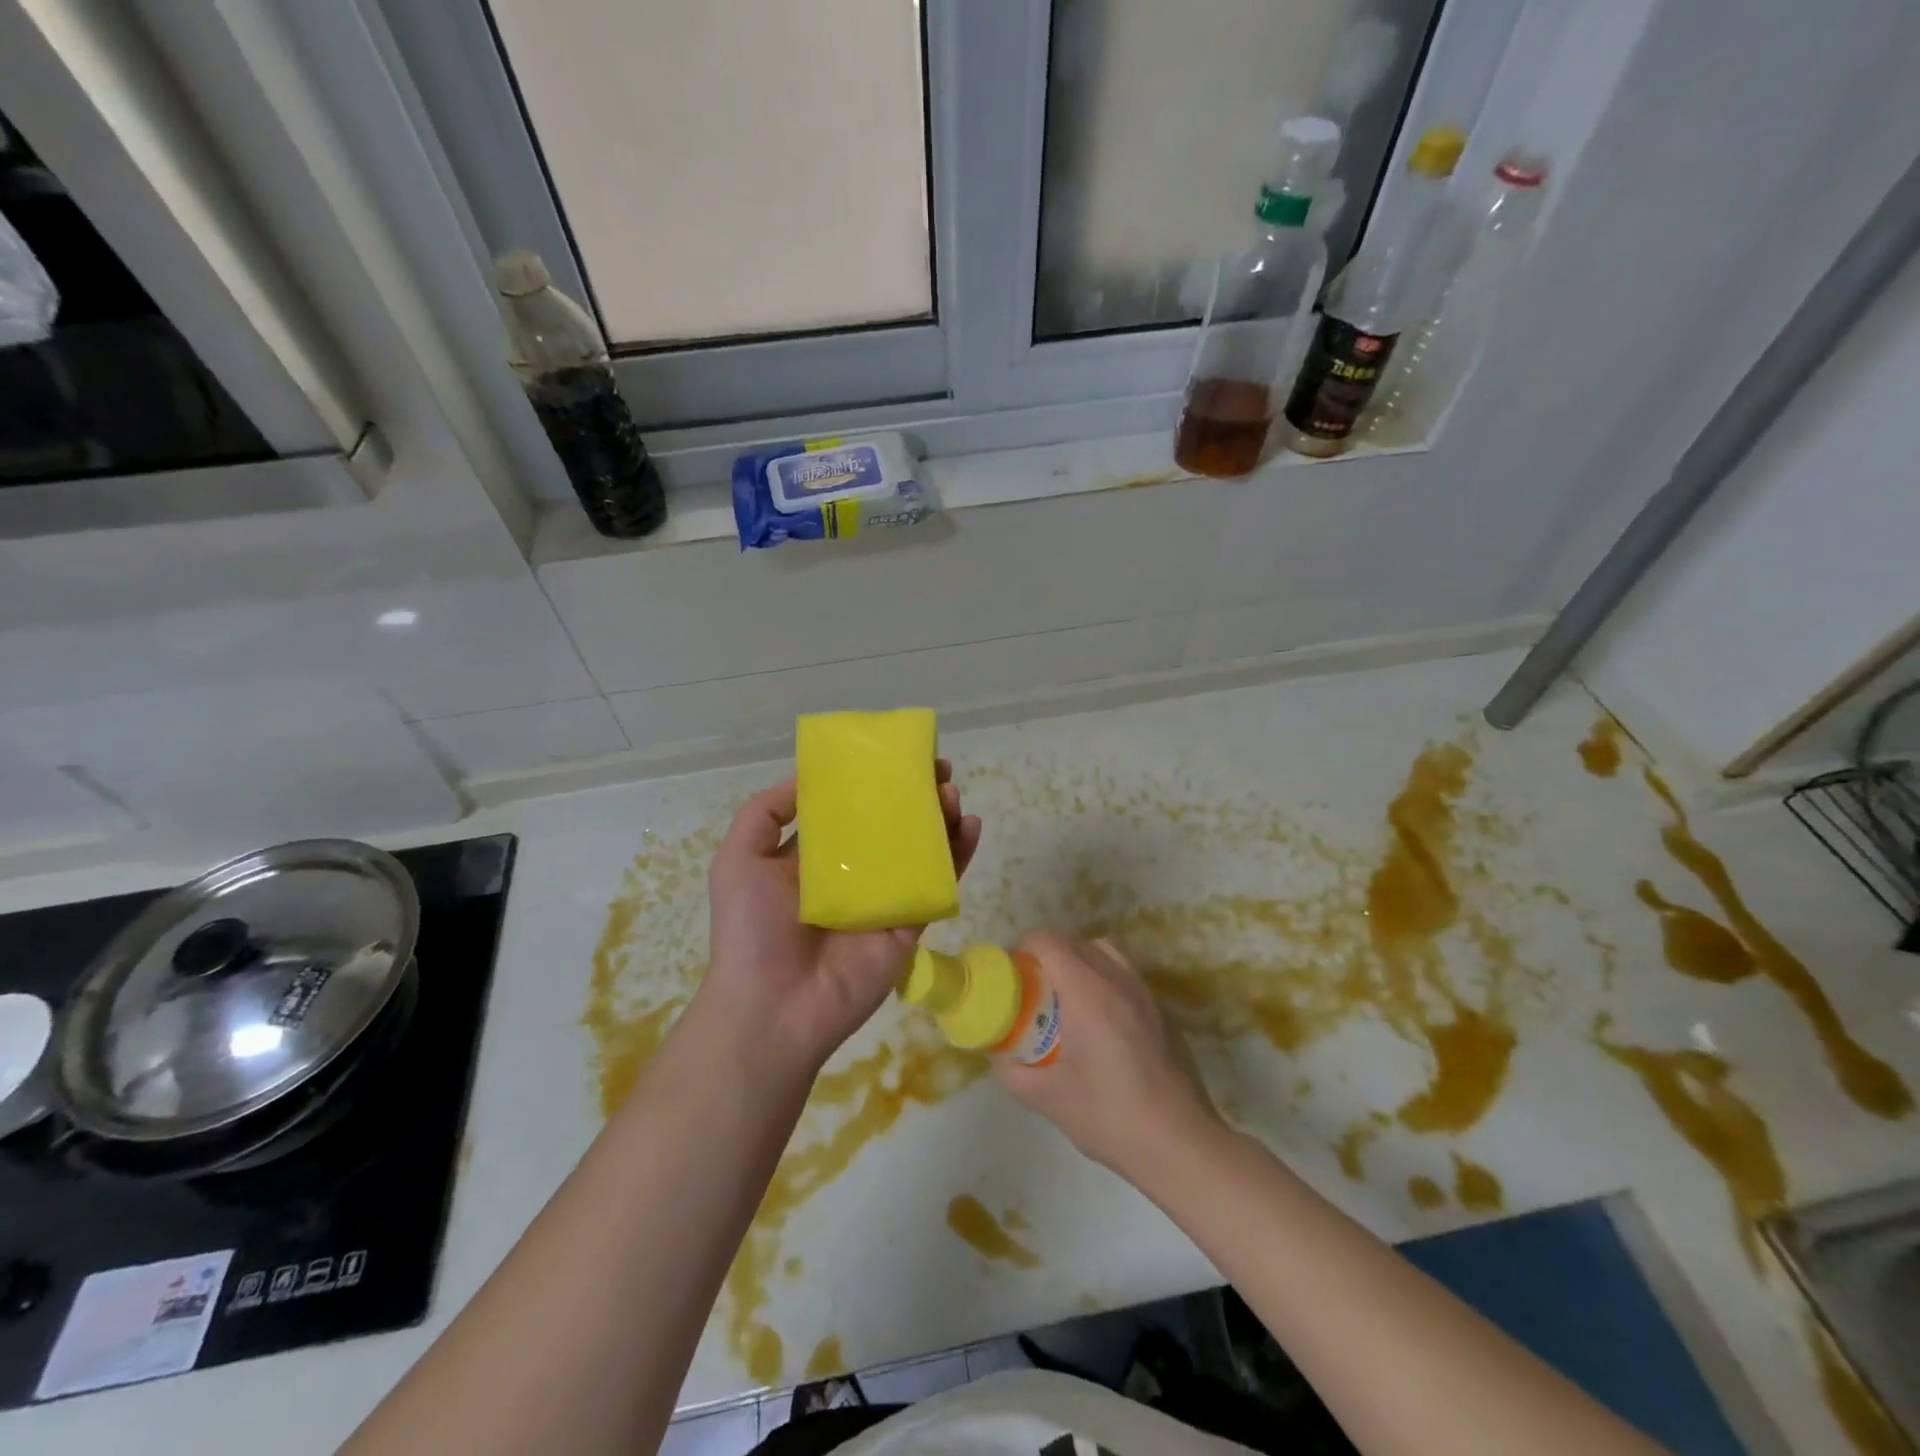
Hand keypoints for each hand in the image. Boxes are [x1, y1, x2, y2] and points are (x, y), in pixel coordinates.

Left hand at [700, 762, 981, 1076]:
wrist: (774, 1008)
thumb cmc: (751, 930)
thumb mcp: (738, 859)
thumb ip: (765, 813)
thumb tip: (808, 777)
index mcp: (813, 858)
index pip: (848, 810)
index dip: (869, 782)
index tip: (891, 756)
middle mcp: (852, 873)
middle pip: (891, 825)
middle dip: (913, 795)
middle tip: (935, 769)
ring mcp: (884, 898)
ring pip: (921, 850)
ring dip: (940, 818)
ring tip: (951, 792)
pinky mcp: (909, 924)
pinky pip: (938, 884)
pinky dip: (959, 855)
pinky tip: (970, 825)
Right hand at [994, 931, 1220, 1176]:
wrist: (1180, 1144)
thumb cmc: (1109, 1116)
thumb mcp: (1047, 1098)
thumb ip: (1012, 1070)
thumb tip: (998, 1052)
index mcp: (1087, 992)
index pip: (1049, 941)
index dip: (1023, 947)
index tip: (1011, 973)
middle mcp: (1118, 979)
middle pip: (1074, 941)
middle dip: (1046, 955)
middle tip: (1031, 989)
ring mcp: (1145, 992)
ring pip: (1103, 951)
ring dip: (1078, 961)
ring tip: (1064, 999)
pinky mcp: (1161, 1010)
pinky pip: (1124, 973)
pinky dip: (1102, 978)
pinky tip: (1097, 1022)